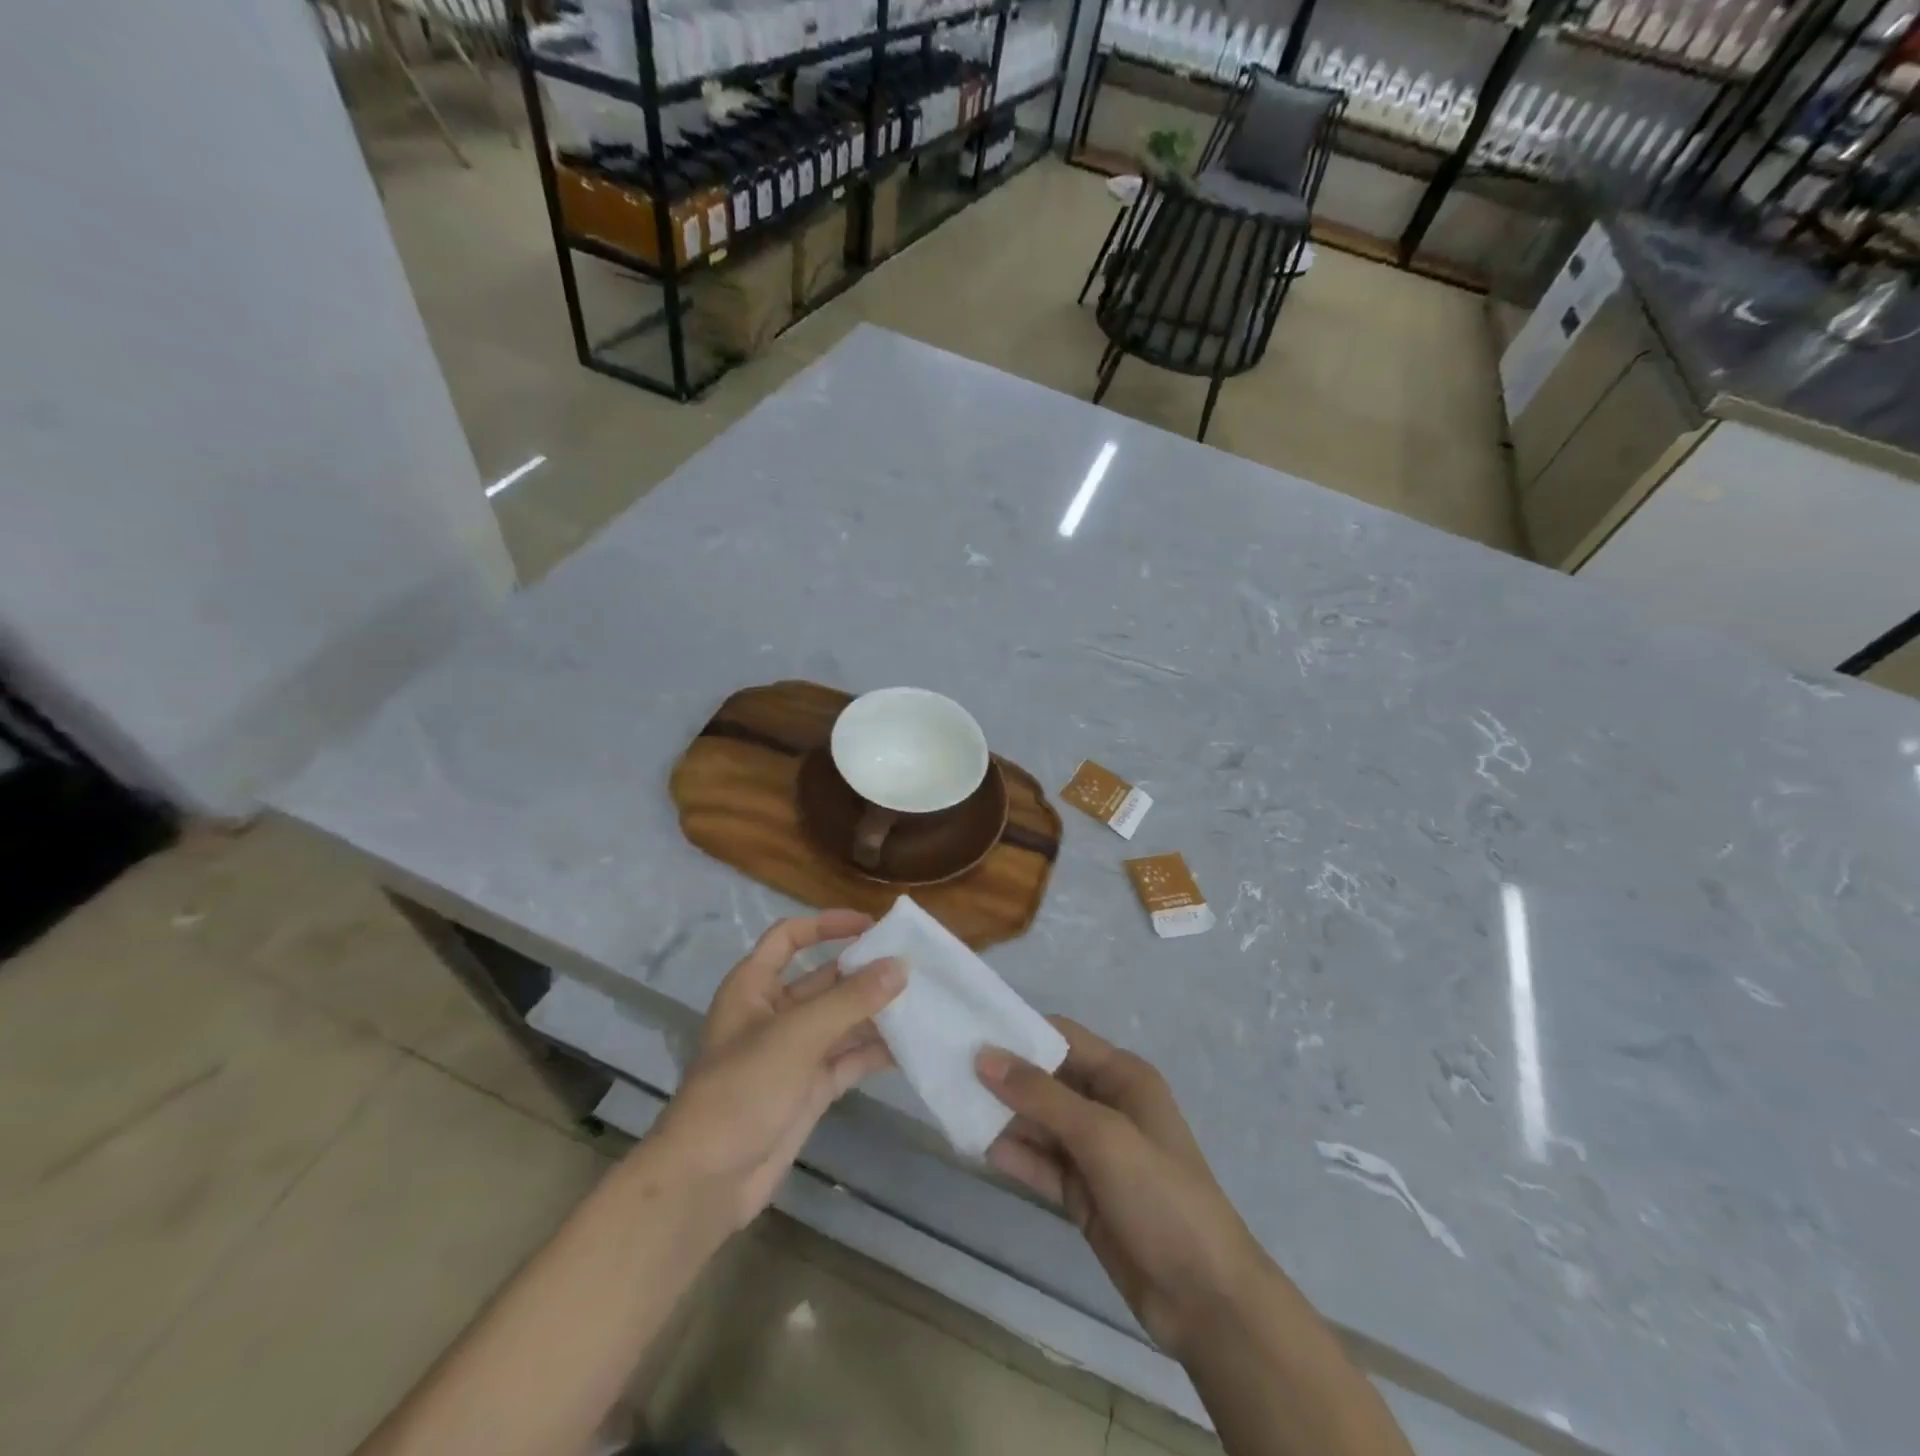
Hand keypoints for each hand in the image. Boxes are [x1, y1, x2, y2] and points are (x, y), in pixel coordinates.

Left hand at [649, 910, 903, 1229]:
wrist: (707, 1182)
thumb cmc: (742, 1089)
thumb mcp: (797, 1035)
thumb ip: (851, 999)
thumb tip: (901, 965)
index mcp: (754, 987)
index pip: (789, 938)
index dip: (826, 925)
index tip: (871, 925)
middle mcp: (775, 1014)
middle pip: (824, 979)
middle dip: (864, 972)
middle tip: (914, 965)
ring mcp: (794, 1053)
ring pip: (842, 1020)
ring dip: (876, 1012)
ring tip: (924, 1001)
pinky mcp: (810, 1089)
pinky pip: (849, 1059)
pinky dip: (876, 1051)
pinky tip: (912, 1045)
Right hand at [977, 1018, 1265, 1355]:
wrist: (1205, 1298)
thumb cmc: (1159, 1195)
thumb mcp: (1101, 1136)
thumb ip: (1041, 1095)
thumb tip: (984, 1056)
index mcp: (1123, 1077)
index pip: (1063, 1037)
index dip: (1020, 1032)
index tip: (971, 1031)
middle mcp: (1107, 1105)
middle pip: (1046, 1079)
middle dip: (1005, 1076)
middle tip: (950, 1070)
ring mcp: (1095, 1152)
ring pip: (1039, 1122)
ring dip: (1004, 1116)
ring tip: (953, 1105)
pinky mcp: (1083, 1193)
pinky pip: (1041, 1163)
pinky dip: (1015, 1155)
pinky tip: (978, 1148)